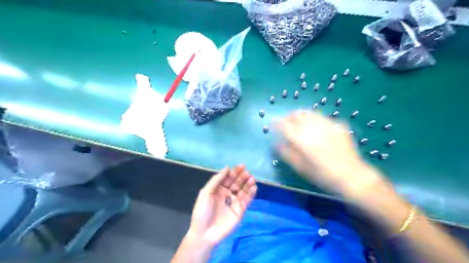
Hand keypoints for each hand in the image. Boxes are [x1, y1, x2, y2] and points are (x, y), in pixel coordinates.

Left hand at [188, 165, 257, 245]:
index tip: (242, 166)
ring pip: (243, 190)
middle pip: (237, 182)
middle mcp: (227, 193)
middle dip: (242, 177)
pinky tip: (254, 187)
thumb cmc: (202, 211)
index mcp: (218, 189)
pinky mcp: (240, 210)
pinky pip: (247, 200)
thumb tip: (227, 168)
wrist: (205, 233)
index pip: (228, 177)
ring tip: (252, 178)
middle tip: (247, 172)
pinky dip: (251, 194)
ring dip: (248, 184)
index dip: (235, 171)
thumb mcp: (206, 193)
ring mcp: (234, 202)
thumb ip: (216, 180)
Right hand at [276, 112, 382, 197]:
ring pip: (310, 113)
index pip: (284, 124)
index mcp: (301, 137)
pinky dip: (316, 120)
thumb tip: (276, 143)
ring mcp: (327, 124)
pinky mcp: (338, 125)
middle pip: (297, 114)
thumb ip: (286, 153)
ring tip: (300, 121)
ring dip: (302, 115)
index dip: (276, 122)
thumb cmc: (322, 174)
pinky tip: (318, 127)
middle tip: (286, 121)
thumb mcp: (300, 167)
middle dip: (289, 116)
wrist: (351, 175)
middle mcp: (312, 127)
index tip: (273, 123)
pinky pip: (323, 118)